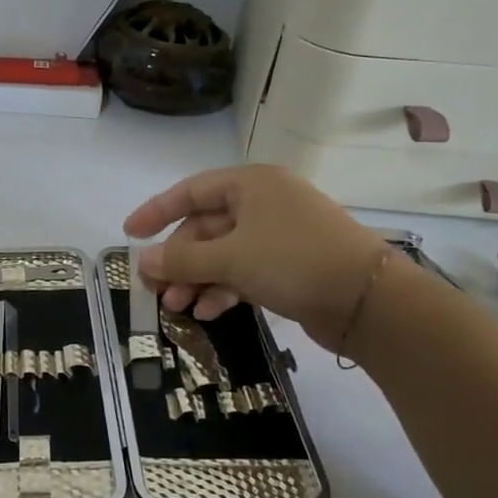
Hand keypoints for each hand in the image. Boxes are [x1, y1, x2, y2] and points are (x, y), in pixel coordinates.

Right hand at [123, 165, 388, 350]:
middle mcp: (264, 203)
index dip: (157, 211)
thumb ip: (182, 259)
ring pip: (224, 252)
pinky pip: (244, 270)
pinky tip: (210, 312)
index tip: (129, 234)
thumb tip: (143, 261)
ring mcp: (279, 235)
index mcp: (250, 184)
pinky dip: (224, 288)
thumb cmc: (293, 261)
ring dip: (198, 279)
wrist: (368, 300)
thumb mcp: (230, 258)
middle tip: (156, 289)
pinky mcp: (291, 265)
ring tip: (178, 308)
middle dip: (179, 259)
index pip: (191, 191)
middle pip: (206, 226)